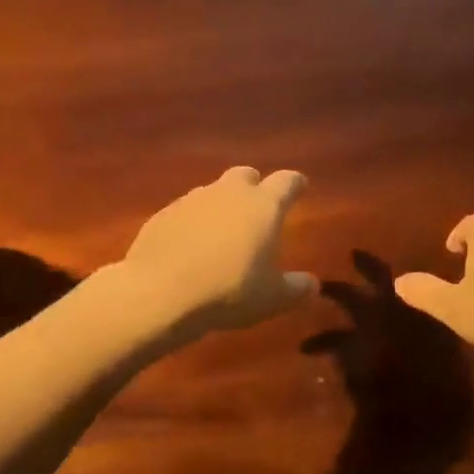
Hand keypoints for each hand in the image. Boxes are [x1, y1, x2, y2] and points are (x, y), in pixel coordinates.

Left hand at [117, 167, 316, 339]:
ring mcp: (192, 200)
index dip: (295, 184)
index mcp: (263, 206)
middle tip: (258, 209)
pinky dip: (193, 222)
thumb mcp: (272, 298)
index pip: (287, 181)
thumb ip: (296, 288)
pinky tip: (190, 247)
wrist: (160, 292)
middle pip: (246, 175)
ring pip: (213, 191)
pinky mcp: (163, 214)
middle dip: (254, 187)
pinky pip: (185, 211)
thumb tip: (312, 284)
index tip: (300, 187)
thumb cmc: (228, 291)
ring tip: (222, 232)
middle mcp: (228, 193)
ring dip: (221, 205)